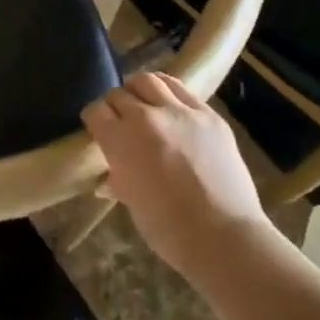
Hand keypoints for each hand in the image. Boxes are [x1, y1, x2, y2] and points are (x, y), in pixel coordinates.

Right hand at [81, 72, 265, 272]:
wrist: (225, 238)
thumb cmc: (168, 229)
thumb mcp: (131, 201)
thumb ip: (119, 177)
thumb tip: (110, 177)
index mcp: (120, 140)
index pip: (95, 111)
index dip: (95, 120)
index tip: (98, 130)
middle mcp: (146, 117)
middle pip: (119, 94)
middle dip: (115, 105)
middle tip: (121, 120)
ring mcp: (181, 113)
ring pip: (149, 81)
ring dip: (140, 90)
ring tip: (144, 103)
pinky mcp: (209, 115)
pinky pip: (182, 90)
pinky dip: (169, 94)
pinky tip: (171, 108)